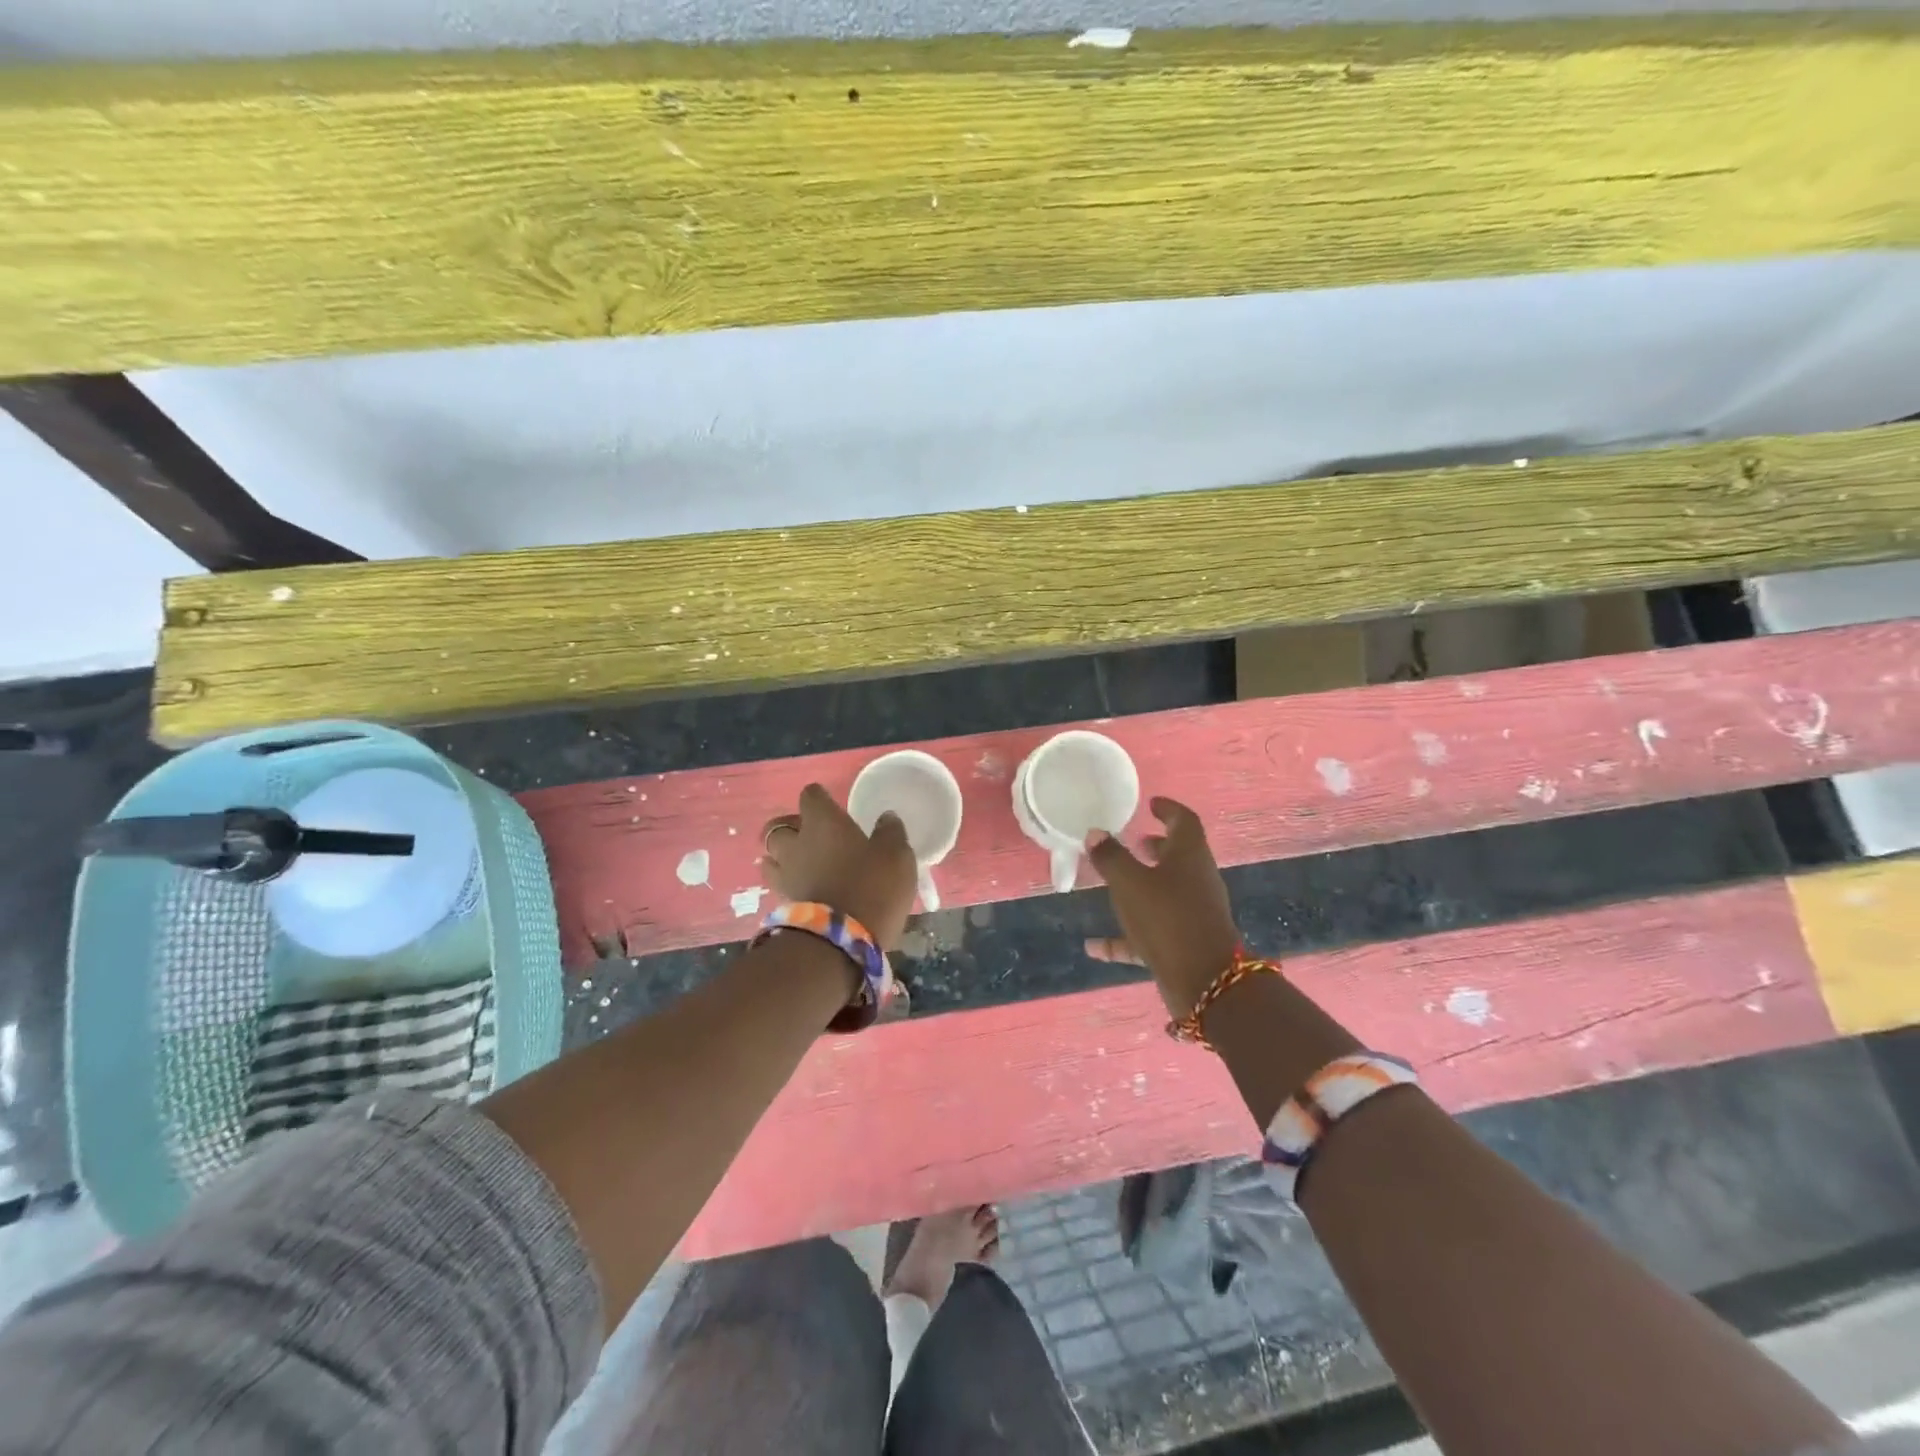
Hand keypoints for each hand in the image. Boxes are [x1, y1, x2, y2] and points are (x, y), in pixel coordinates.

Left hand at [760, 783, 917, 950]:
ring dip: (782, 856)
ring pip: (770, 857)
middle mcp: (797, 843)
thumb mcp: (896, 855)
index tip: (831, 805)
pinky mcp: (783, 903)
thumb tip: (886, 818)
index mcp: (823, 822)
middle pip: (777, 826)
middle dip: (791, 828)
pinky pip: (779, 884)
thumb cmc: (873, 886)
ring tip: (802, 864)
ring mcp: (785, 875)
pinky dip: (788, 882)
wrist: (842, 941)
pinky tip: (805, 888)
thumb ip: (891, 832)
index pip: (810, 795)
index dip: (820, 798)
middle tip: (812, 836)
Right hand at [1083, 797, 1240, 1018]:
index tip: (1152, 803)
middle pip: (1180, 856)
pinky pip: (1152, 931)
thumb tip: (1095, 833)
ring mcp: (1194, 913)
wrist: (1205, 982)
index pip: (1184, 821)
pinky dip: (1126, 935)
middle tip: (1136, 840)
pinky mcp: (1186, 944)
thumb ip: (1111, 857)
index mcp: (1190, 856)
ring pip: (1168, 891)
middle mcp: (1197, 880)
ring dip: (1145, 883)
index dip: (1168, 809)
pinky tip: (1094, 947)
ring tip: (1117, 880)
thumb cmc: (1167, 918)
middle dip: (1158, 846)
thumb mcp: (1130, 883)